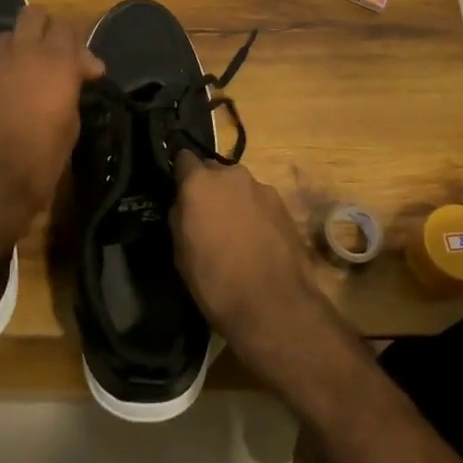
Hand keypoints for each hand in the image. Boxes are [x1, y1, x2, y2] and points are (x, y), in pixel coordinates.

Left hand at [0, 6, 103, 234]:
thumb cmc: (43, 159)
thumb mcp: (71, 122)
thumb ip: (71, 87)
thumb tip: (78, 73)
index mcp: (57, 62)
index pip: (68, 26)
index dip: (75, 43)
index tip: (82, 67)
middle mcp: (23, 52)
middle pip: (33, 14)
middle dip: (43, 28)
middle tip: (48, 53)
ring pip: (5, 38)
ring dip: (16, 51)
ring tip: (18, 75)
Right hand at [170, 155, 333, 363]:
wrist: (272, 304)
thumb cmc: (214, 280)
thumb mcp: (180, 251)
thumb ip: (180, 216)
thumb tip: (184, 204)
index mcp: (200, 182)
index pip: (183, 158)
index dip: (180, 173)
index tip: (178, 189)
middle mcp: (231, 175)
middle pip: (214, 171)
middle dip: (209, 188)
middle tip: (206, 216)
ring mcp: (261, 188)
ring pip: (239, 187)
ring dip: (233, 201)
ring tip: (234, 233)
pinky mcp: (284, 205)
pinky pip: (259, 202)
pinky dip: (254, 214)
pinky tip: (256, 240)